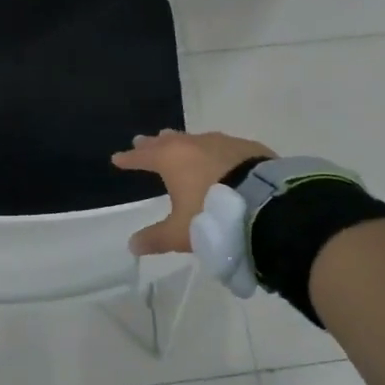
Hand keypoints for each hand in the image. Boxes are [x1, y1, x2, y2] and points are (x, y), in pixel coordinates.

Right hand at [112, 130, 275, 255]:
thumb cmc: (212, 215)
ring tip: (179, 144)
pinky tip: (220, 157)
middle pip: (168, 141)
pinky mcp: (249, 148)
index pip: (143, 157)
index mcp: (172, 160)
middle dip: (154, 143)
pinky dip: (214, 152)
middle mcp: (194, 145)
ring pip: (196, 140)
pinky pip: (224, 146)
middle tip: (143, 141)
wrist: (267, 204)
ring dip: (184, 143)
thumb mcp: (180, 233)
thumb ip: (156, 238)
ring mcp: (224, 143)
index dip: (129, 159)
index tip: (118, 158)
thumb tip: (132, 245)